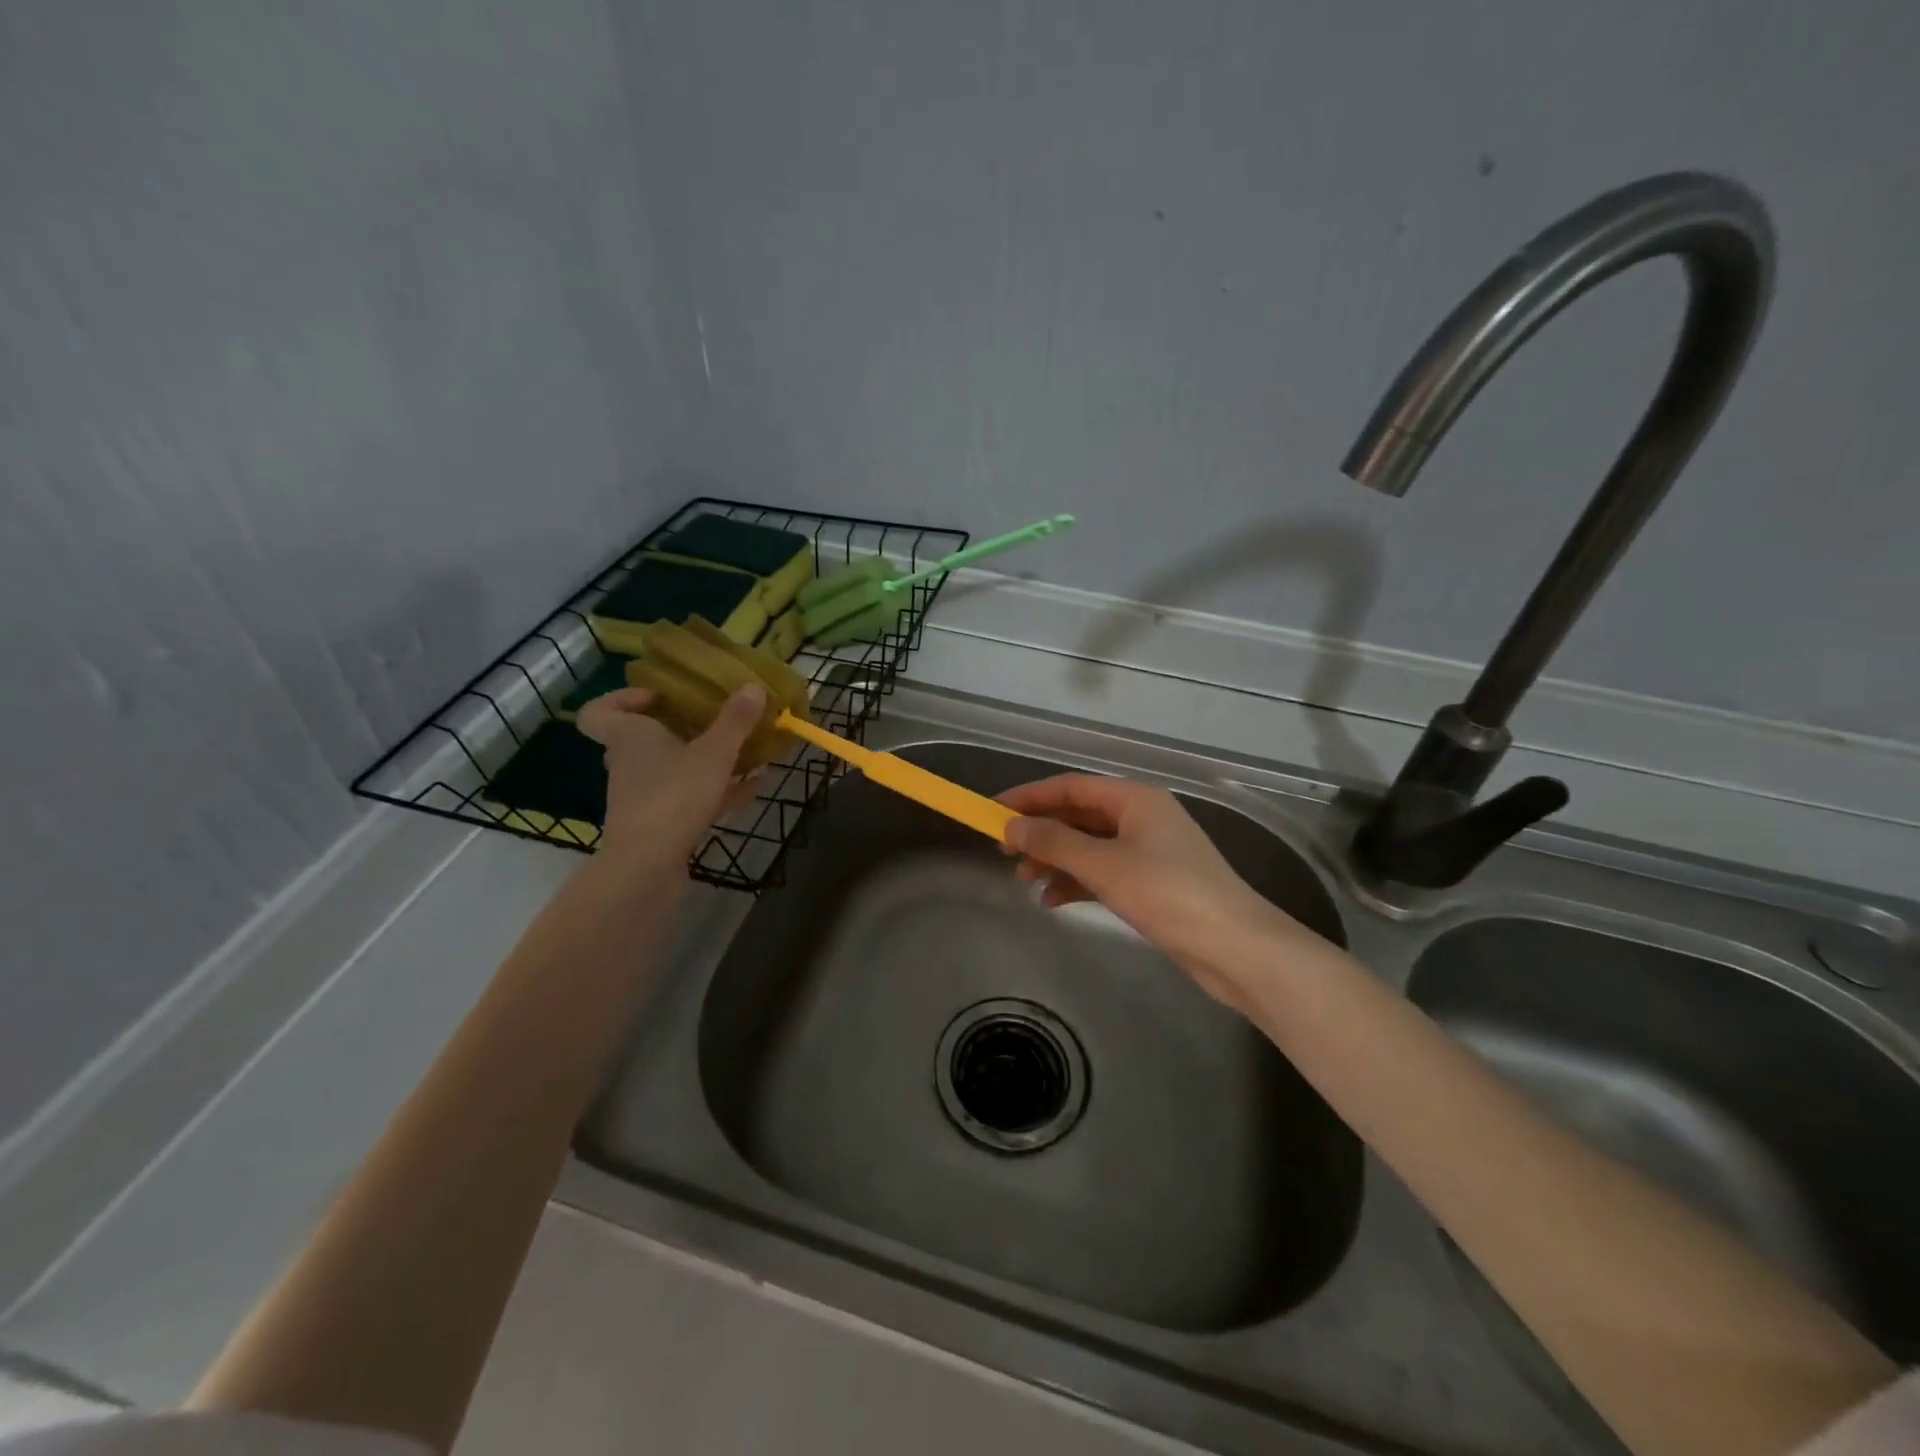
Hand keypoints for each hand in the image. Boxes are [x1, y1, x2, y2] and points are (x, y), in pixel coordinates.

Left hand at [575, 685, 764, 862]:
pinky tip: (752, 788)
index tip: (660, 697)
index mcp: (629, 737)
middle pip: (642, 739)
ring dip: (703, 762)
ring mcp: (643, 797)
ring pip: (670, 770)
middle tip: (711, 721)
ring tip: (743, 754)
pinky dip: (716, 792)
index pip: (598, 712)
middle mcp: (629, 764)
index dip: (622, 699)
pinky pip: (689, 798)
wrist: (647, 868)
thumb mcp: (713, 753)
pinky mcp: (659, 825)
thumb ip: (734, 721)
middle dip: (678, 730)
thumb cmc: (673, 796)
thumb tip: (753, 686)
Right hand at [999, 775, 1308, 1011]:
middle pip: (1078, 815)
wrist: (1235, 948)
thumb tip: (1011, 827)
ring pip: (1088, 846)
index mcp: (1134, 799)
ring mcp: (1148, 850)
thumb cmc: (1168, 894)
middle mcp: (1141, 817)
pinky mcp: (1152, 883)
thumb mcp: (1104, 865)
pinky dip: (1077, 882)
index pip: (1070, 786)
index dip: (1029, 797)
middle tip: (1004, 852)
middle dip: (1041, 832)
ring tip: (1024, 880)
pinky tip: (1054, 901)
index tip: (992, 813)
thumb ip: (1054, 843)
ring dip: (1055, 859)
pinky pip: (1103, 872)